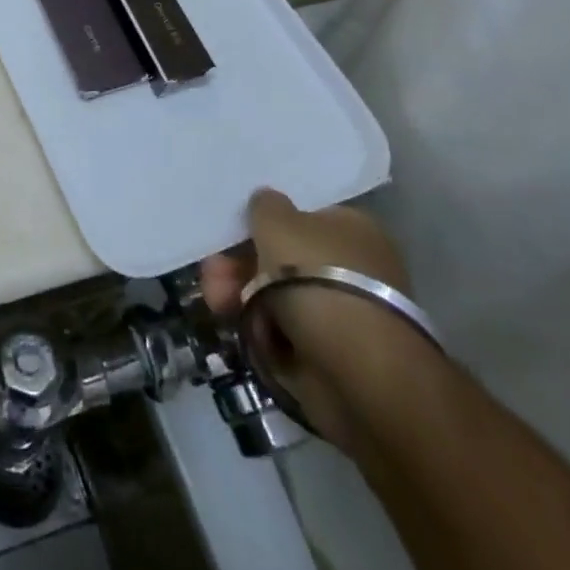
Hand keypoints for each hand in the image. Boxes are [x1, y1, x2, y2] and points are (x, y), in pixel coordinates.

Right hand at [202, 189, 436, 449]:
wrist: (357, 368)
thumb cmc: (315, 275)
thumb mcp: (277, 220)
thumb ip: (265, 204)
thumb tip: (267, 201)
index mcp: (352, 228)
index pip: (301, 218)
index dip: (263, 224)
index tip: (231, 234)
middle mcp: (354, 266)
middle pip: (283, 258)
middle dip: (240, 265)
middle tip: (212, 273)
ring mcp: (344, 312)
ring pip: (278, 295)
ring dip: (240, 295)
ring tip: (217, 303)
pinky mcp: (333, 353)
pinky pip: (286, 331)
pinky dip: (261, 330)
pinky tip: (242, 329)